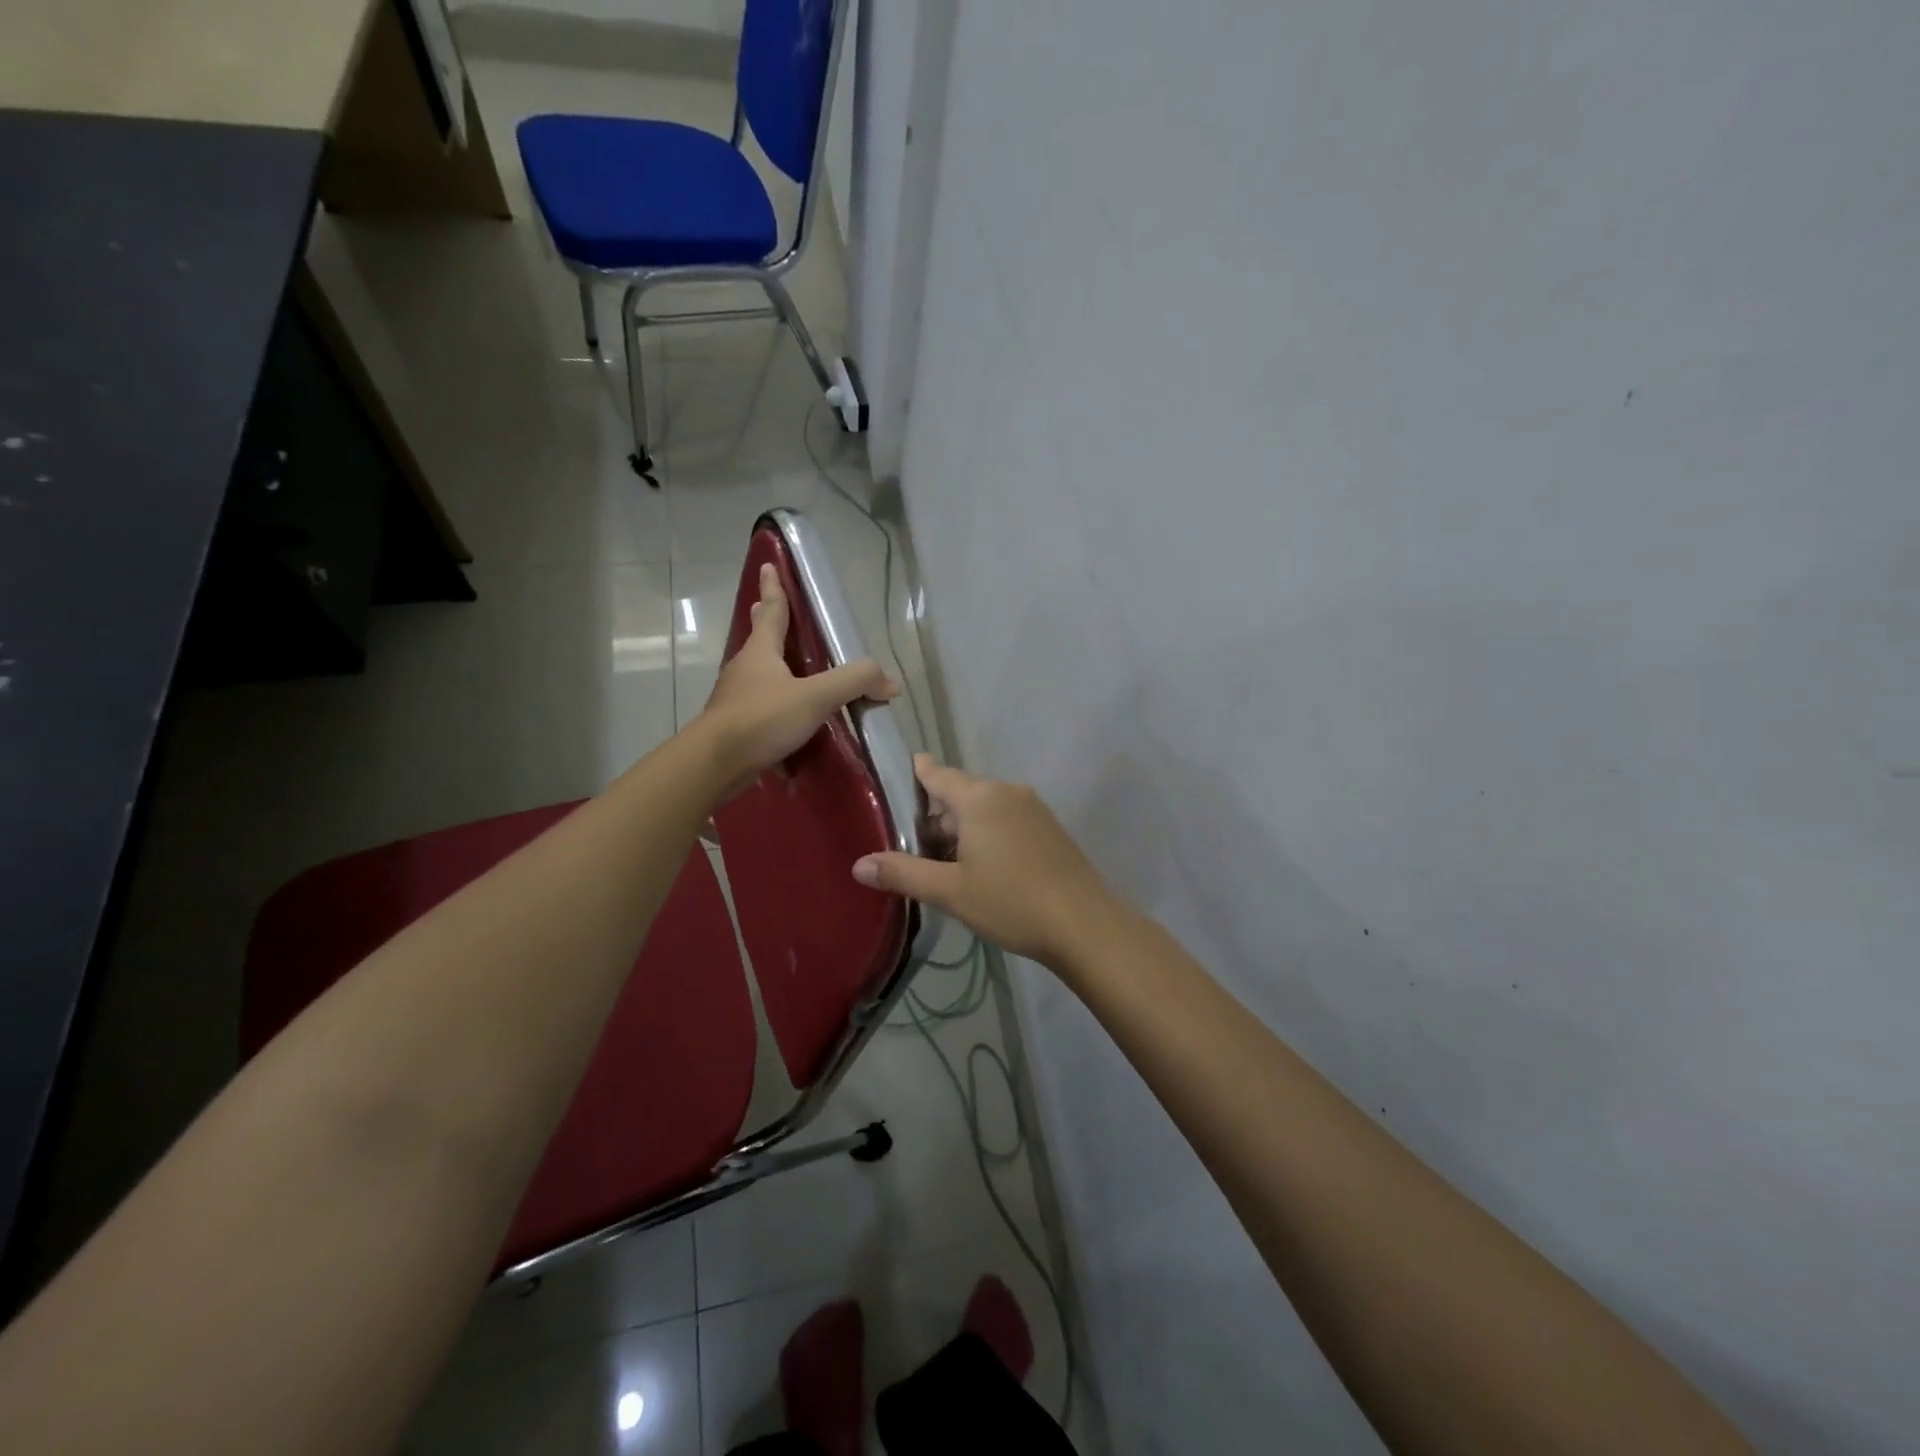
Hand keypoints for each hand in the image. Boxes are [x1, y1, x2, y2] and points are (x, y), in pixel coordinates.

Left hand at [698, 563, 897, 787]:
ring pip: (759, 676)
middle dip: (764, 622)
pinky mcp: (735, 727)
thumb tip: (889, 682)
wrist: (715, 764)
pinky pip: (761, 710)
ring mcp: (735, 699)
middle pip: (759, 640)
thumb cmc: (762, 719)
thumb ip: (854, 683)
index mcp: (761, 652)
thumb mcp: (815, 697)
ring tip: (790, 669)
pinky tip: (792, 724)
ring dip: (773, 668)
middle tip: (762, 606)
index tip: (768, 566)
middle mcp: (744, 670)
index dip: (773, 588)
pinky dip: (776, 708)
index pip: (771, 611)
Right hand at [853, 755, 1116, 967]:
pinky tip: (982, 868)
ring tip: (943, 861)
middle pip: (960, 794)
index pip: (938, 774)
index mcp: (980, 798)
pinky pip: (1007, 821)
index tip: (902, 770)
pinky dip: (988, 835)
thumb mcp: (950, 891)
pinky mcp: (1050, 830)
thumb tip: (858, 864)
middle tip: (912, 844)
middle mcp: (1007, 793)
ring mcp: (1033, 810)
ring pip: (985, 810)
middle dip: (937, 815)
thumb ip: (903, 873)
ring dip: (963, 828)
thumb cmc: (1011, 901)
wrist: (1083, 924)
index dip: (918, 773)